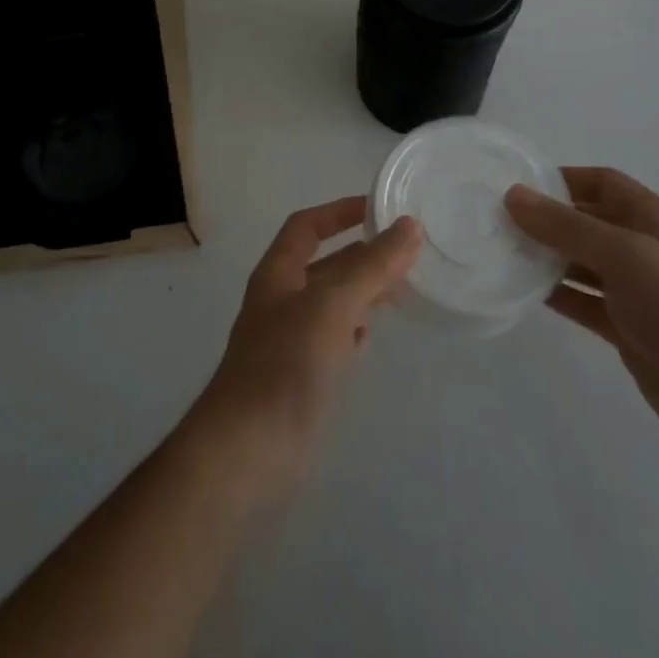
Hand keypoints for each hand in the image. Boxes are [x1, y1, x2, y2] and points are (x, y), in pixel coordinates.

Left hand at [188, 197, 421, 499]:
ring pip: (331, 303)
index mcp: (278, 274)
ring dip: (362, 292)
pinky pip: (330, 340)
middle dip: (361, 255)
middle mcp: (280, 301)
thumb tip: (409, 226)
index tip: (378, 208)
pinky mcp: (300, 378)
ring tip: (401, 290)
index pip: (306, 226)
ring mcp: (289, 341)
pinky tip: (369, 338)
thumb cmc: (287, 364)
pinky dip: (352, 332)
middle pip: (324, 265)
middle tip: (407, 254)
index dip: (338, 212)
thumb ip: (371, 266)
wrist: (249, 449)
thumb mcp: (333, 305)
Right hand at [506, 168, 658, 460]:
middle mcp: (642, 248)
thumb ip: (567, 226)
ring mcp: (635, 291)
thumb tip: (513, 195)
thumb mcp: (626, 255)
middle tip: (493, 220)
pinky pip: (581, 301)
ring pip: (579, 262)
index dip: (561, 179)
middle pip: (585, 221)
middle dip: (544, 219)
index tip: (515, 185)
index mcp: (652, 219)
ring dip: (544, 256)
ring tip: (498, 253)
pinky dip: (553, 294)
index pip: (601, 183)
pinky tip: (520, 291)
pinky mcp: (626, 328)